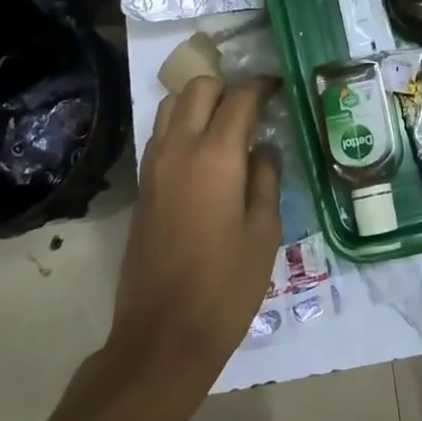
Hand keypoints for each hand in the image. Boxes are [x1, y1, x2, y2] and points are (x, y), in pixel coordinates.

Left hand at [111, 76, 281, 379]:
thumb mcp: (264, 231)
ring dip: (199, 102)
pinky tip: (205, 152)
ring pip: (171, 106)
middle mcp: (179, 149)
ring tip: (227, 122)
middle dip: (227, 87)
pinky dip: (182, 125)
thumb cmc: (227, 285)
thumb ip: (266, 178)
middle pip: (198, 89)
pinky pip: (160, 134)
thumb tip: (264, 148)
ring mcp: (154, 166)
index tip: (279, 86)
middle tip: (253, 105)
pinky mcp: (142, 186)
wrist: (164, 334)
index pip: (239, 98)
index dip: (262, 86)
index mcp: (216, 156)